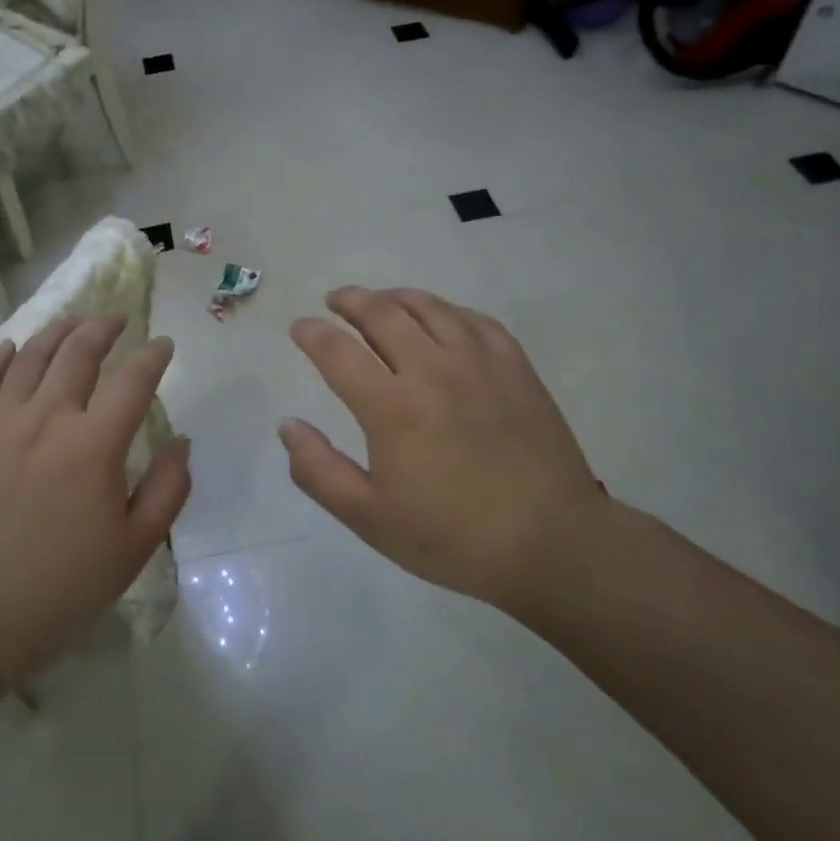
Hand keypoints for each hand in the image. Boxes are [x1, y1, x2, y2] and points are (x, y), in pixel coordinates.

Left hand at [0, 317, 189, 689]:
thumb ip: (169, 487)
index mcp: (95, 444)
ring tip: (73, 322)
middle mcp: (47, 418)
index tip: (163, 345)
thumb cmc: (66, 585)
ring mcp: (0, 423)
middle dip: (103, 329)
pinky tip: (12, 347)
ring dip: (56, 332)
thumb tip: (180, 440)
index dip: (153, 356)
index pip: (132, 380)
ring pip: (30, 357)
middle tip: (116, 320)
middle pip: (78, 353)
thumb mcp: (137, 546)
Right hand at [280, 287, 609, 619]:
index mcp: (392, 407)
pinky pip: (474, 319)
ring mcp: (479, 363)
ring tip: (380, 300)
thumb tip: (287, 426)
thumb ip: (319, 471)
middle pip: (382, 313)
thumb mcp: (370, 518)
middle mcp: (432, 370)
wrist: (552, 543)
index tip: (299, 327)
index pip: (338, 351)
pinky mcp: (515, 367)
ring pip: (429, 307)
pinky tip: (440, 317)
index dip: (312, 334)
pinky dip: (446, 310)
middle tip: (335, 300)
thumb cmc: (453, 537)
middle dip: (350, 301)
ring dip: (395, 297)